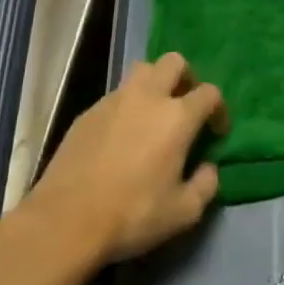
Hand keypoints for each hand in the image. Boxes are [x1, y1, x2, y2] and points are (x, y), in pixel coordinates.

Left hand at [25, 52, 226, 266]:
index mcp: (177, 116)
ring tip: (154, 113)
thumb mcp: (183, 212)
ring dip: (155, 84)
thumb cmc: (132, 214)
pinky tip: (121, 135)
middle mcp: (148, 97)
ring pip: (142, 70)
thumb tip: (207, 168)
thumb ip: (206, 185)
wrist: (64, 222)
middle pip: (174, 62)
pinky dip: (127, 105)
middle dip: (187, 77)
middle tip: (186, 105)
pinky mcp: (87, 113)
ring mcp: (114, 101)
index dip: (219, 109)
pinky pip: (116, 95)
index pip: (209, 93)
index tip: (216, 131)